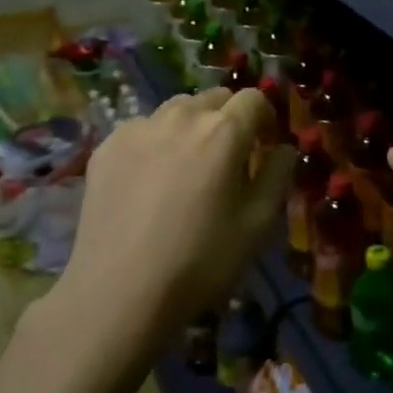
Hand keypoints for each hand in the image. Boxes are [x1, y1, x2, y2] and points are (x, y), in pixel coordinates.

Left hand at [59, 87, 293, 341]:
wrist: (118, 293)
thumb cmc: (201, 261)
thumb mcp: (258, 224)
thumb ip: (278, 175)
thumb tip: (284, 148)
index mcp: (224, 130)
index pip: (254, 98)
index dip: (265, 118)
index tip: (264, 146)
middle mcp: (182, 116)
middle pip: (215, 98)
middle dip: (228, 119)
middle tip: (227, 159)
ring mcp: (139, 127)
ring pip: (176, 109)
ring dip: (191, 126)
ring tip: (186, 166)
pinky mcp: (107, 146)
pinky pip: (142, 129)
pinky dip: (155, 143)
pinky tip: (148, 182)